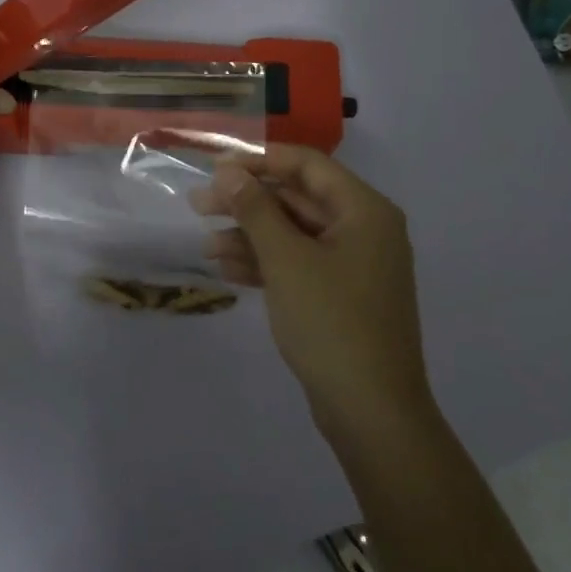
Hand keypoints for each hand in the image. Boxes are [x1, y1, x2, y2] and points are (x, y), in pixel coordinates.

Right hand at [191, 145, 429, 430]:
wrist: (372, 411)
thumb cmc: (331, 322)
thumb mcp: (286, 260)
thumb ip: (255, 210)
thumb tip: (228, 171)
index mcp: (364, 211)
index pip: (307, 165)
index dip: (259, 160)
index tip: (214, 167)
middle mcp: (364, 230)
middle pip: (298, 199)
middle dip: (247, 202)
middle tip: (198, 206)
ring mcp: (353, 265)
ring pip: (294, 234)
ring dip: (250, 236)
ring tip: (207, 246)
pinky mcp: (341, 295)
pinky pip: (299, 264)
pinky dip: (266, 263)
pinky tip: (228, 270)